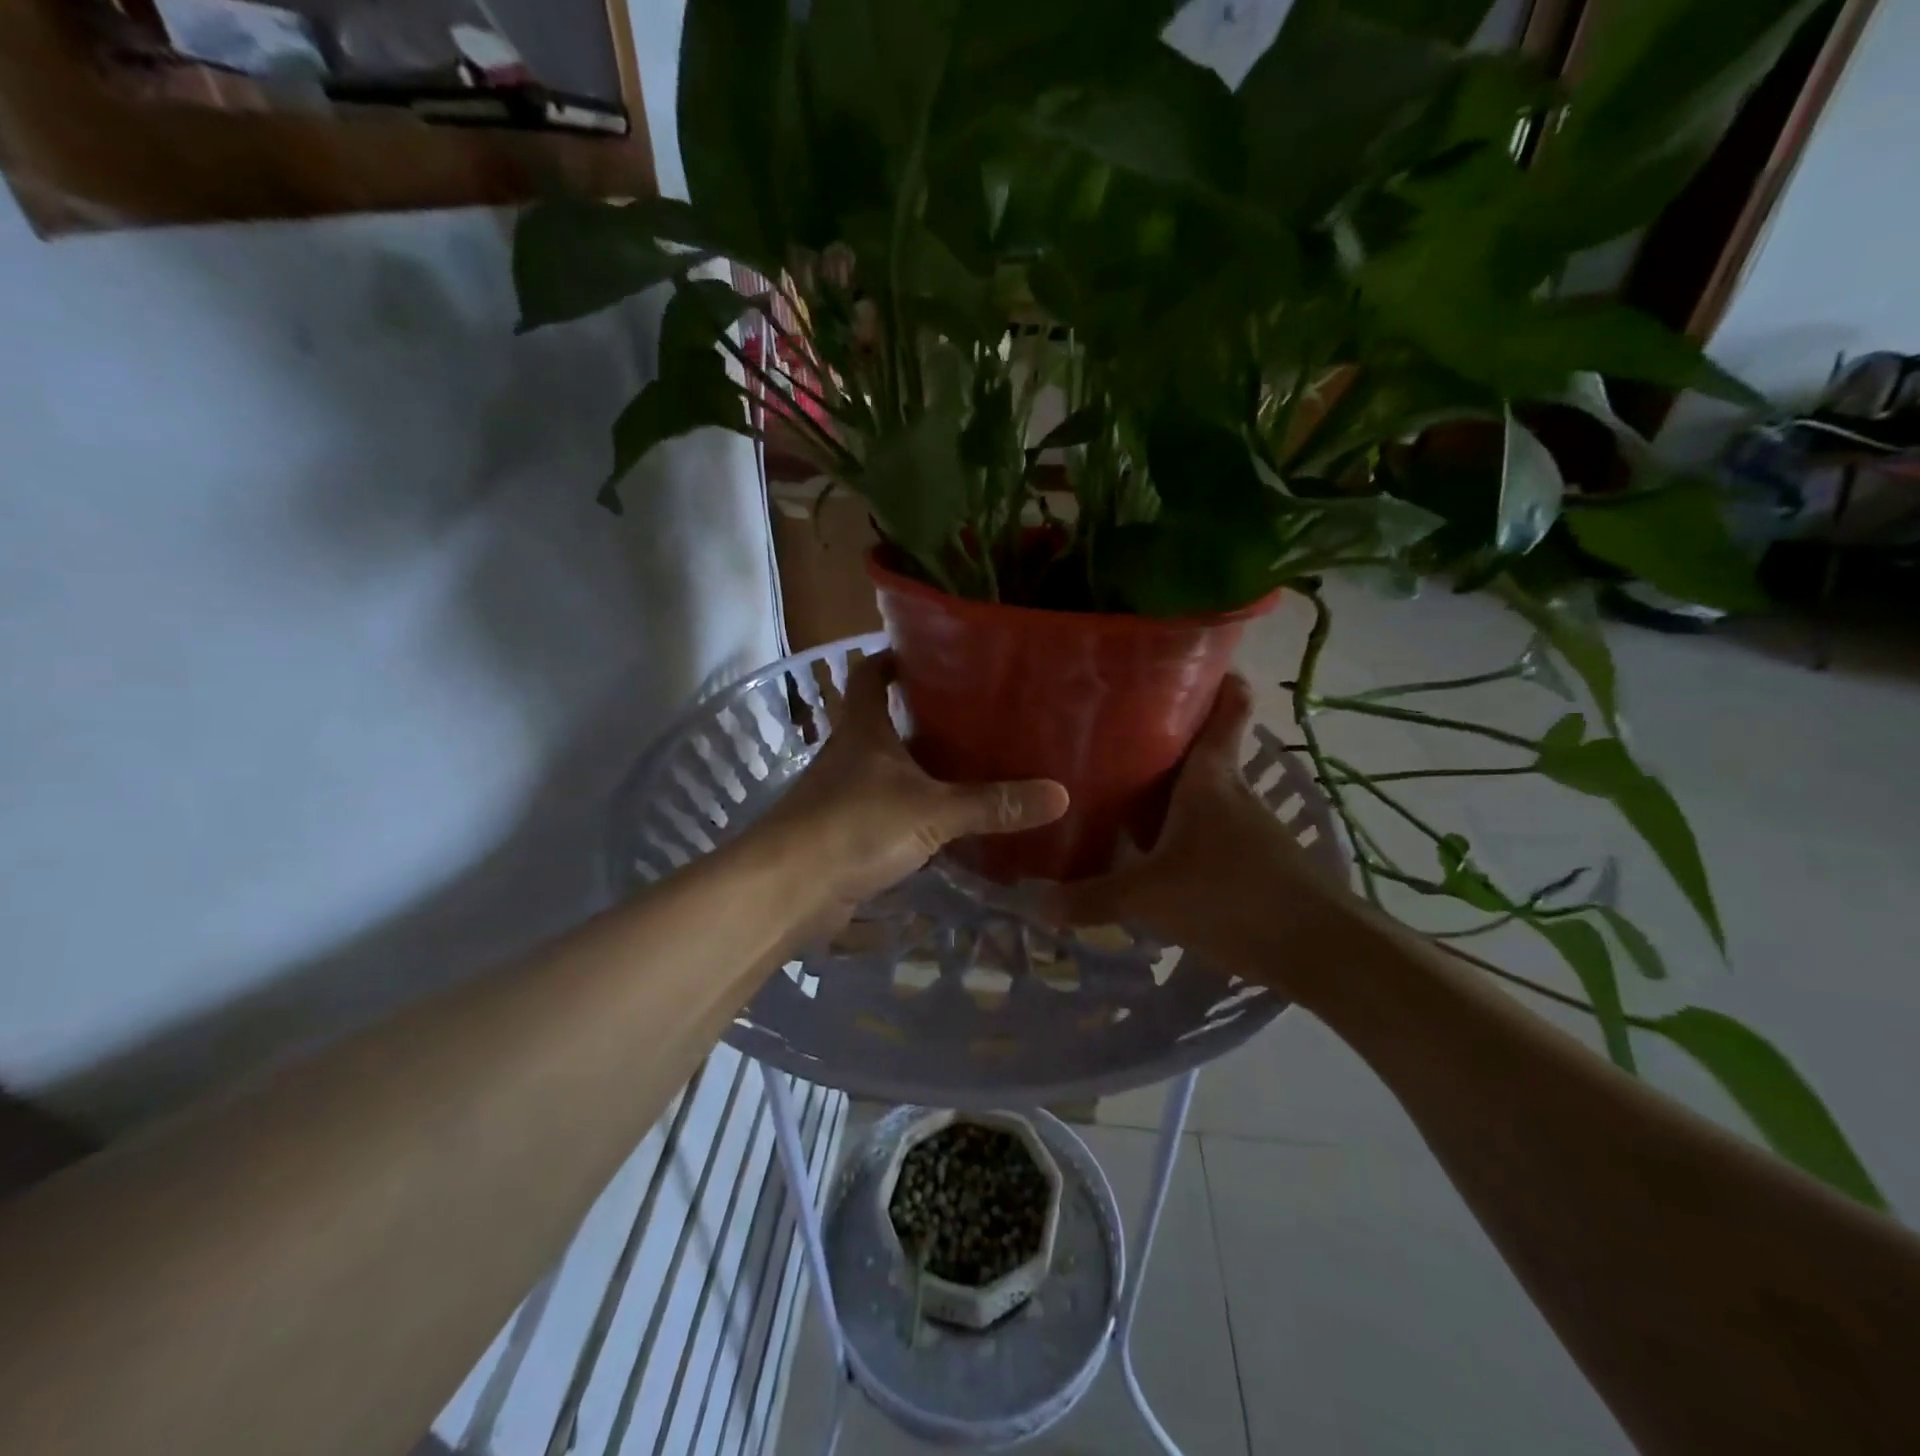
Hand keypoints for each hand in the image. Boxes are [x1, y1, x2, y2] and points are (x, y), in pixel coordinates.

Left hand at [760, 652, 1069, 932]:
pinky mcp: (845, 832)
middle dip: (923, 714)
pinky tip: (948, 820)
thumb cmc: (853, 826)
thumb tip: (1059, 794)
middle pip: (884, 719)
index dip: (895, 657)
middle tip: (976, 713)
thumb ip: (992, 804)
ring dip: (921, 764)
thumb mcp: (931, 810)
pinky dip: (914, 808)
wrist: (787, 889)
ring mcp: (845, 794)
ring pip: (888, 767)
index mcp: (863, 728)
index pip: (871, 673)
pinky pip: (888, 809)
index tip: (933, 654)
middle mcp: (850, 753)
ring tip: (974, 762)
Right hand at [1040, 674, 1348, 982]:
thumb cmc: (1232, 897)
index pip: (1227, 708)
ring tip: (1122, 793)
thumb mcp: (1151, 897)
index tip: (1185, 662)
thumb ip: (1094, 897)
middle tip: (1114, 736)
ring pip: (1204, 795)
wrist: (1320, 951)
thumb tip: (1038, 903)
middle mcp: (1233, 792)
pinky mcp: (1256, 863)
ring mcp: (1249, 829)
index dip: (1216, 679)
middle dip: (1166, 740)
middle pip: (1203, 750)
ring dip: (1172, 791)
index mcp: (1211, 779)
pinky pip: (1210, 832)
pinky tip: (1155, 853)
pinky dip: (1184, 832)